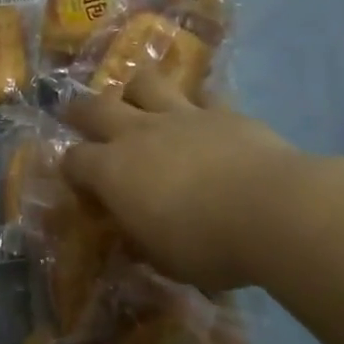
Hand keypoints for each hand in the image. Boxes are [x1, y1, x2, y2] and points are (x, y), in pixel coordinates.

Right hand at [59, 70, 307, 291]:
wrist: (272, 209)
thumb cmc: (207, 246)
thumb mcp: (164, 259)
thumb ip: (143, 240)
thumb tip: (134, 237)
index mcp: (113, 171)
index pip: (74, 160)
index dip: (72, 169)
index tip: (81, 184)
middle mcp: (138, 133)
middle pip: (95, 107)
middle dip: (81, 110)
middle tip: (78, 114)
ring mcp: (181, 115)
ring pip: (145, 83)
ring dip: (135, 89)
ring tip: (137, 99)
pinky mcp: (222, 111)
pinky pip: (203, 96)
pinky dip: (197, 104)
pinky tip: (203, 114)